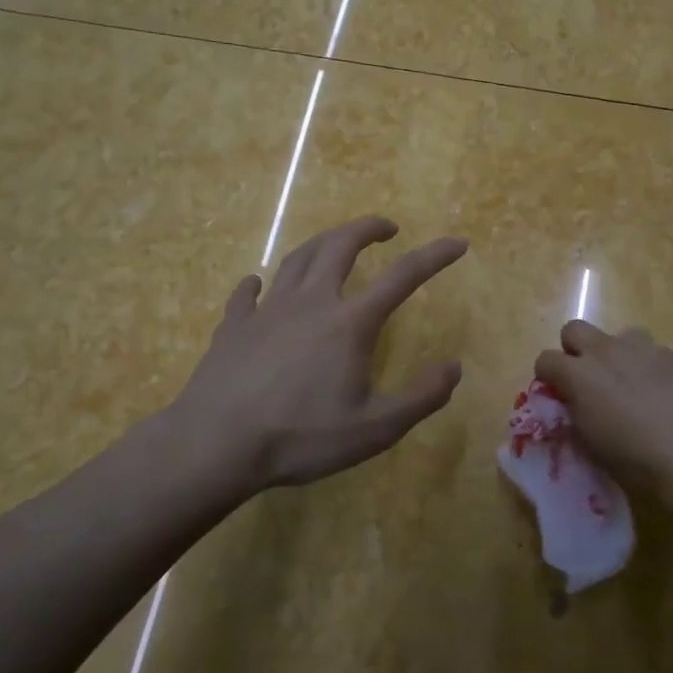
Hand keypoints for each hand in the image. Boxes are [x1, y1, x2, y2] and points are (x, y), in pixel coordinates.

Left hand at [172, 217, 466, 490]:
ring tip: (335, 244)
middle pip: (341, 246)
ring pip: (298, 258)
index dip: (434, 256)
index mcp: (350, 322)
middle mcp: (311, 302)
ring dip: (322, 243)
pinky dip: (259, 284)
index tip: (457, 243)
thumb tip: (454, 368)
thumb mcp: (376, 429)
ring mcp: (268, 310)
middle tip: (386, 227)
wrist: (216, 445)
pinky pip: (248, 293)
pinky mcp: (234, 325)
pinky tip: (258, 285)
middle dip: (367, 228)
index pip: (403, 276)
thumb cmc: (301, 437)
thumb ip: (422, 398)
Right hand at [534, 321, 672, 519]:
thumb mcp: (592, 447)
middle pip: (574, 330)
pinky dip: (649, 366)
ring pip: (618, 335)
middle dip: (575, 351)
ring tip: (630, 385)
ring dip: (616, 354)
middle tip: (588, 381)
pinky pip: (652, 351)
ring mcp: (644, 348)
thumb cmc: (638, 462)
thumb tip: (575, 406)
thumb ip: (577, 417)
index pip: (545, 360)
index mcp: (579, 375)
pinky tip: (664, 393)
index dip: (548, 377)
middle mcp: (607, 351)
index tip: (557, 395)